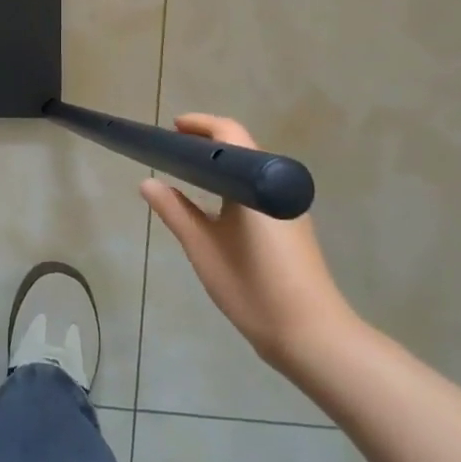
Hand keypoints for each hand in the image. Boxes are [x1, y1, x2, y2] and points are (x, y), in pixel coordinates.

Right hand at [139, 113, 356, 374]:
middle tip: (171, 152)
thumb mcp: (203, 248)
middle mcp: (277, 185)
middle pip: (241, 148)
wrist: (313, 336)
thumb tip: (147, 182)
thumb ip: (174, 211)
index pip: (228, 133)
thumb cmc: (253, 287)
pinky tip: (213, 207)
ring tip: (185, 176)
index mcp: (256, 181)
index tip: (171, 129)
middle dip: (206, 143)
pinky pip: (258, 190)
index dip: (199, 125)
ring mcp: (288, 207)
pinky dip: (233, 185)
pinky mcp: (292, 227)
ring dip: (220, 165)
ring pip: (250, 170)